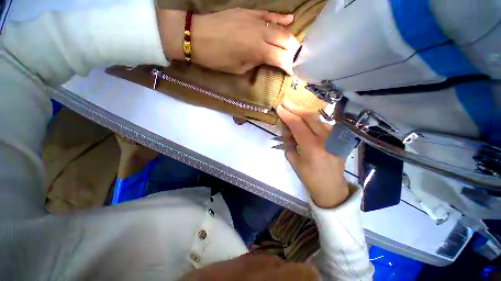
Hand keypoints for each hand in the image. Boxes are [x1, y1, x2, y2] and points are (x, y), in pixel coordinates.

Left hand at [156, 8, 298, 74]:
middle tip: (295, 60)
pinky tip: (290, 20)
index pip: (281, 58)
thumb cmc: (217, 59)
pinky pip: (270, 14)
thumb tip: (266, 60)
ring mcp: (256, 19)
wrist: (198, 36)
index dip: (288, 66)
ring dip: (290, 38)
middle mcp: (261, 33)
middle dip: (293, 52)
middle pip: (285, 41)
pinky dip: (281, 18)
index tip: (292, 71)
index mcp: (258, 51)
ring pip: (281, 28)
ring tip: (294, 47)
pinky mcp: (250, 12)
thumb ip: (256, 63)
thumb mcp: (239, 68)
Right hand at [276, 100, 348, 208]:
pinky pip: (322, 123)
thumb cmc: (308, 176)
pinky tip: (304, 119)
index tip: (279, 108)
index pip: (297, 125)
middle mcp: (325, 139)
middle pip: (310, 116)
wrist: (330, 186)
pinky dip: (312, 119)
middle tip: (285, 103)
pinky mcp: (338, 138)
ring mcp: (334, 137)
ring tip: (293, 109)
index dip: (287, 115)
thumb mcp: (293, 160)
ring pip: (318, 118)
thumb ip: (288, 142)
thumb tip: (286, 128)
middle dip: (296, 108)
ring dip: (303, 112)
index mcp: (312, 147)